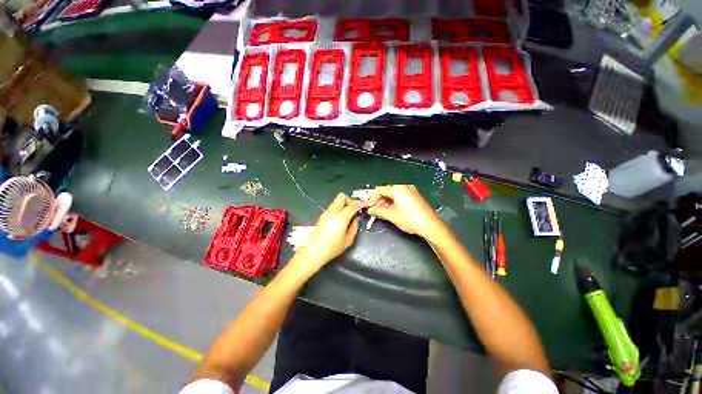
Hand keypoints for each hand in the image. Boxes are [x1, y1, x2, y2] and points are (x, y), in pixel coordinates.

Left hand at [295, 193, 364, 272]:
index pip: (353, 204)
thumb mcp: (349, 239)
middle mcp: (332, 211)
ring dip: (344, 205)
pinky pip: (333, 207)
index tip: (366, 204)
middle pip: (342, 196)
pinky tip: (340, 220)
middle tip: (354, 210)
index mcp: (341, 217)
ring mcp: (326, 213)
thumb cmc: (332, 247)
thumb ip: (354, 226)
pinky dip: (339, 209)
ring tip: (347, 217)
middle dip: (350, 201)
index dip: (361, 203)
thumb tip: (355, 218)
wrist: (314, 251)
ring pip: (336, 201)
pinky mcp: (322, 216)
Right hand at [368, 185, 446, 240]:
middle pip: (387, 191)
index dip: (373, 198)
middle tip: (376, 210)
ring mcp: (411, 191)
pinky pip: (401, 196)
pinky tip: (392, 211)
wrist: (430, 225)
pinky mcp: (415, 196)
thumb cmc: (410, 219)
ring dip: (386, 202)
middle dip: (380, 200)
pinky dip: (394, 202)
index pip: (380, 190)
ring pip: (394, 194)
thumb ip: (379, 211)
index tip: (370, 206)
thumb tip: (371, 210)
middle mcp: (405, 187)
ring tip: (383, 212)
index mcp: (398, 189)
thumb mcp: (391, 215)